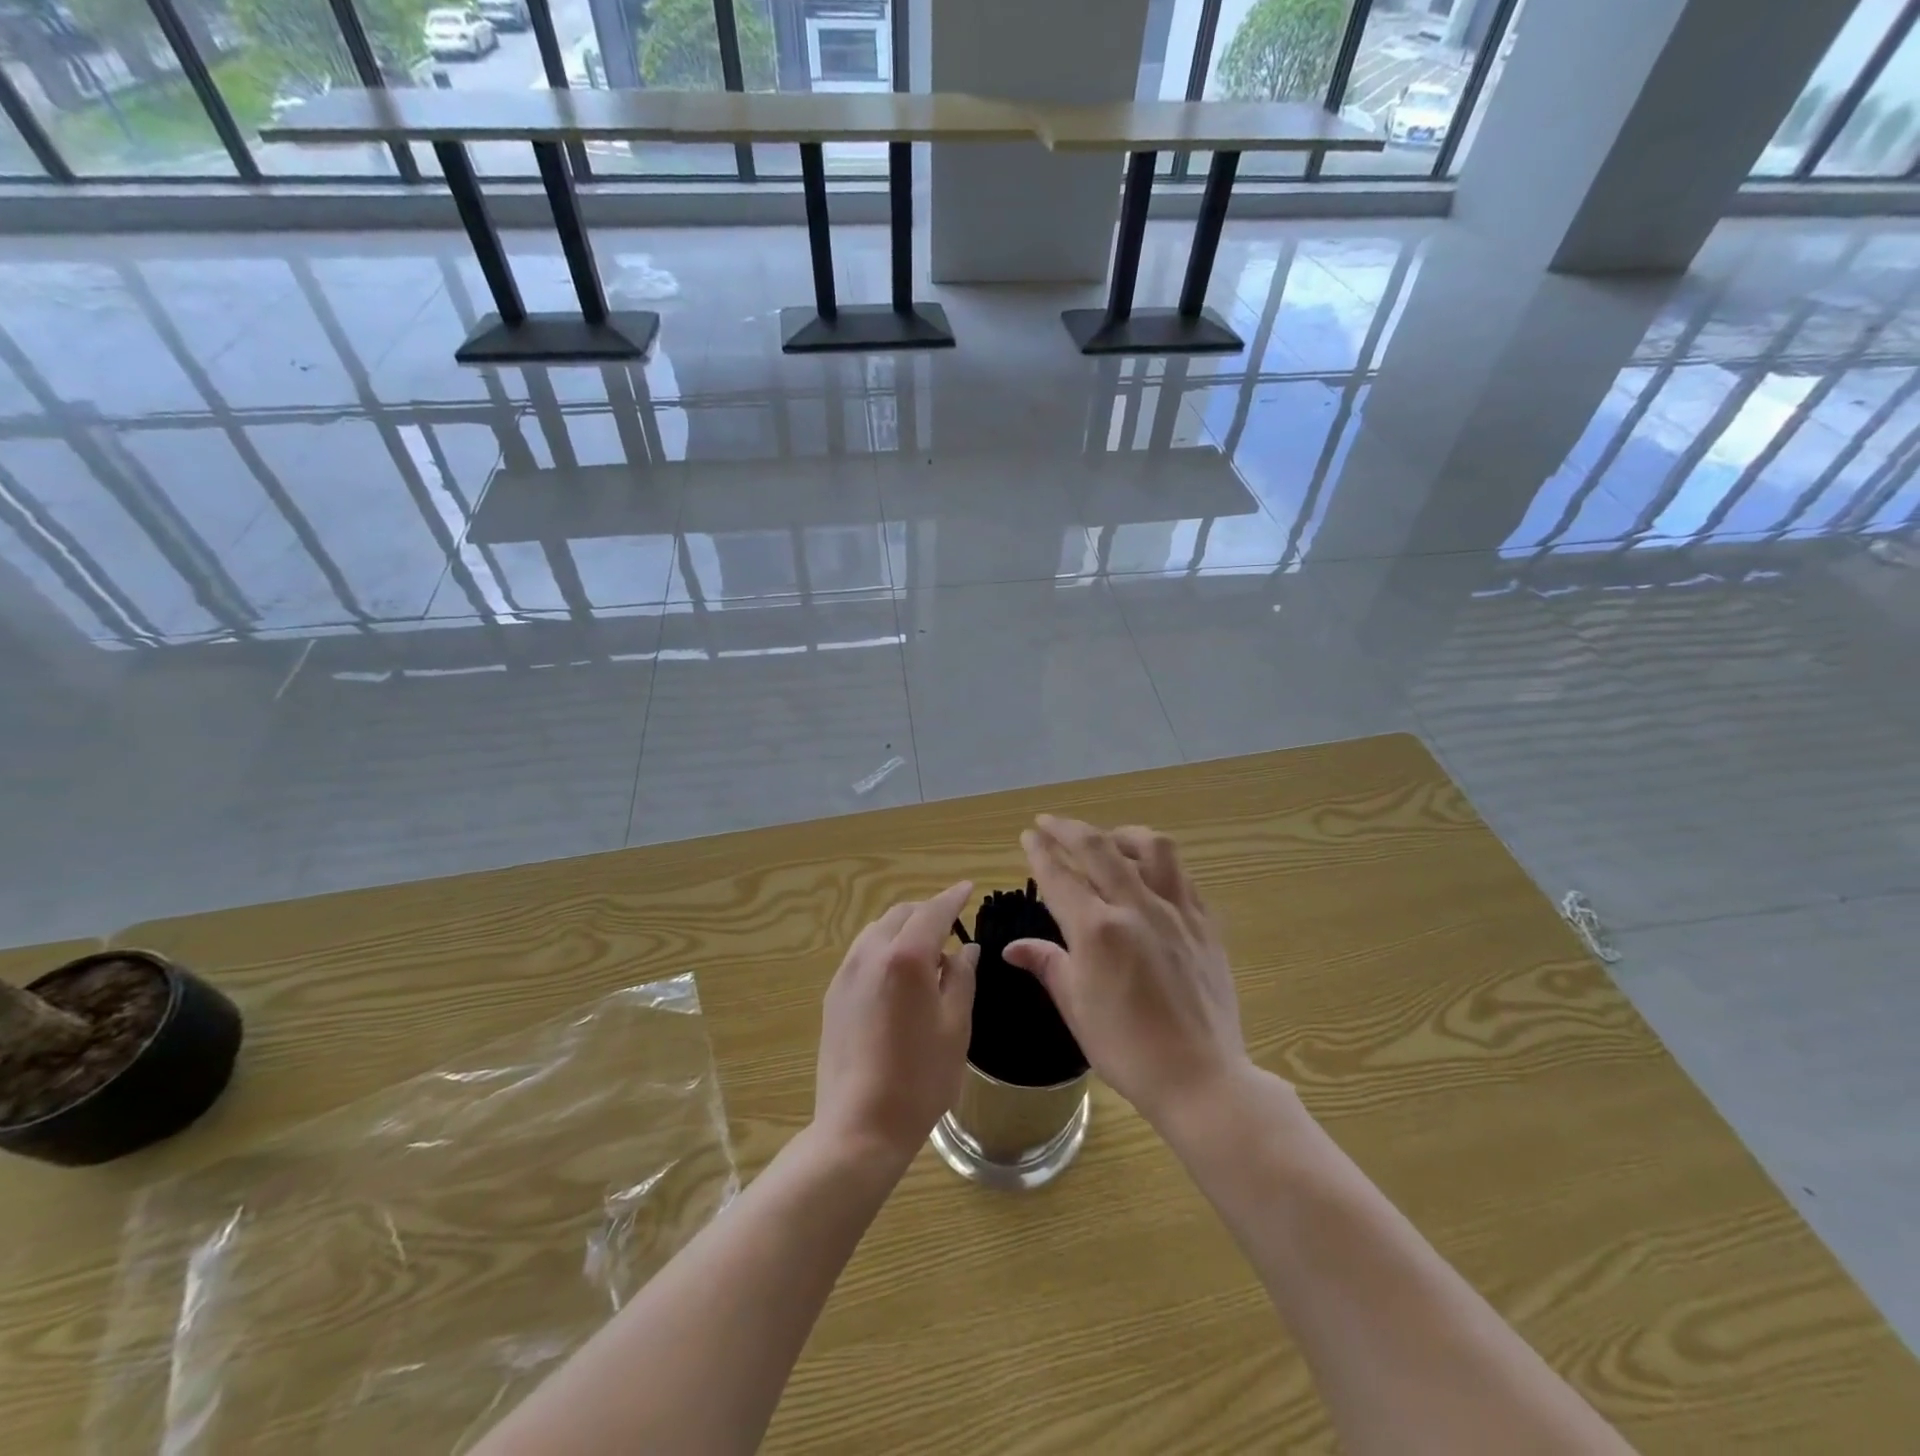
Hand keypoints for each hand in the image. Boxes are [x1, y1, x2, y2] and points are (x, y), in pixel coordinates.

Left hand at [814, 881, 978, 1169]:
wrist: (859, 1125)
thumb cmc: (920, 1078)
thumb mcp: (956, 1026)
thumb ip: (962, 978)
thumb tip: (965, 950)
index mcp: (907, 957)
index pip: (934, 911)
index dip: (953, 897)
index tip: (968, 888)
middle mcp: (872, 953)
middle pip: (902, 914)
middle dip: (928, 912)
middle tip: (952, 927)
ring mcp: (847, 972)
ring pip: (878, 929)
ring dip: (904, 928)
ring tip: (926, 953)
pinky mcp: (834, 993)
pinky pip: (863, 953)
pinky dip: (885, 948)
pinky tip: (898, 976)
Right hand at [1005, 817, 1250, 1129]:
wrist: (1201, 1077)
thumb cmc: (1127, 1049)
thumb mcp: (1076, 1007)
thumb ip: (1047, 964)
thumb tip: (1012, 947)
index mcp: (1097, 931)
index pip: (1060, 875)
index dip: (1040, 850)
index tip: (1029, 835)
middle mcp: (1136, 907)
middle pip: (1098, 847)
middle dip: (1068, 828)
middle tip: (1050, 823)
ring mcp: (1176, 910)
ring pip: (1150, 847)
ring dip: (1120, 834)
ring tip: (1107, 840)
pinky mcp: (1204, 922)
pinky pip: (1180, 874)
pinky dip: (1156, 862)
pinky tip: (1147, 874)